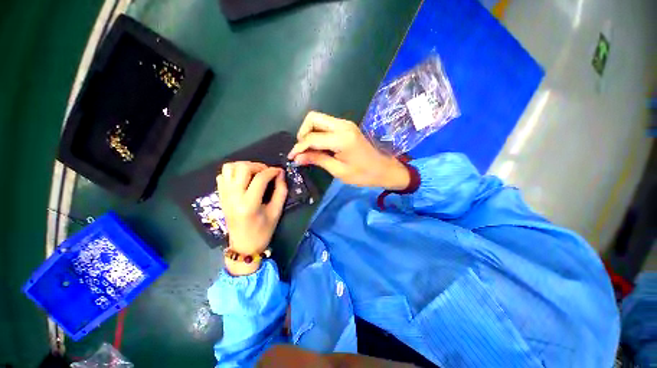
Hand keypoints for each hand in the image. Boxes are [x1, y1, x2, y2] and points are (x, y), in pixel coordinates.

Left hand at [217, 162, 287, 274]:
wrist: (244, 245)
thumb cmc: (263, 231)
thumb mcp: (276, 212)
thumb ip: (281, 191)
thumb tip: (281, 174)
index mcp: (248, 204)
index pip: (260, 179)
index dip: (272, 171)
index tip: (280, 171)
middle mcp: (233, 197)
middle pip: (242, 168)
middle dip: (258, 166)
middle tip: (267, 172)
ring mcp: (224, 195)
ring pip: (229, 168)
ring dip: (244, 166)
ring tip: (254, 173)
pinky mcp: (221, 196)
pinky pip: (222, 175)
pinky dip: (233, 172)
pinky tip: (243, 180)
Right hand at [288, 111, 410, 189]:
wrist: (383, 169)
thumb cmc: (363, 174)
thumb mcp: (338, 171)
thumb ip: (317, 160)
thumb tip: (297, 158)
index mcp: (342, 138)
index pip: (312, 137)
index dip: (299, 147)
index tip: (291, 157)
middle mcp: (343, 125)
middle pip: (313, 118)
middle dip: (303, 133)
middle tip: (302, 151)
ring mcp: (345, 124)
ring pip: (318, 119)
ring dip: (309, 132)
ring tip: (308, 150)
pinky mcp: (346, 127)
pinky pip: (326, 124)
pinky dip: (318, 133)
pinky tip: (318, 146)